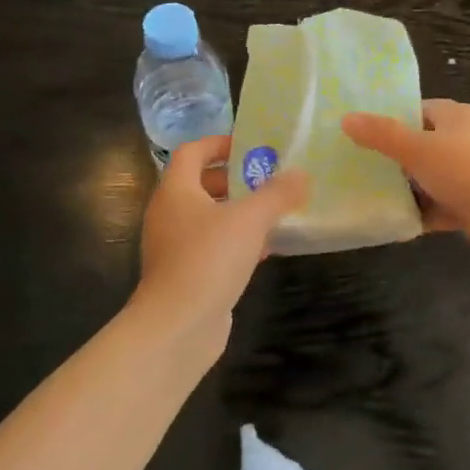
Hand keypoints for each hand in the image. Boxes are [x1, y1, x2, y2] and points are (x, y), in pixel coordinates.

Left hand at [133, 135, 307, 351]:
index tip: (250, 147)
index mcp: (176, 190)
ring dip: (238, 211)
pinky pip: (211, 246)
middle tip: (268, 179)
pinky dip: (235, 241)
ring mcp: (174, 247)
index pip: (192, 151)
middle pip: (200, 183)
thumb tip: (301, 174)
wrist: (177, 327)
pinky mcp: (185, 274)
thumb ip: (277, 194)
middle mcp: (169, 214)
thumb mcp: (250, 219)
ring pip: (207, 217)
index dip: (219, 143)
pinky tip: (264, 250)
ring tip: (273, 212)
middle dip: (234, 179)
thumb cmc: (208, 259)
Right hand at [342, 99, 469, 267]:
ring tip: (362, 196)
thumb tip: (346, 118)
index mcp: (454, 117)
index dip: (386, 121)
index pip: (414, 111)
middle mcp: (462, 141)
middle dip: (389, 159)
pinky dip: (419, 214)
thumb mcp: (420, 149)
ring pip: (426, 179)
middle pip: (418, 146)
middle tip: (350, 169)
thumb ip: (382, 135)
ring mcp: (468, 175)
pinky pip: (437, 207)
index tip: (354, 135)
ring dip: (403, 190)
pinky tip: (391, 223)